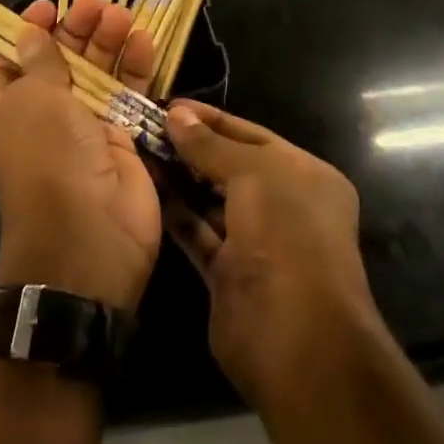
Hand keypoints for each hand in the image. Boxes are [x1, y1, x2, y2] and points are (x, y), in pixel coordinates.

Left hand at [0, 0, 161, 311]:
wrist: (87, 232)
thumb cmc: (45, 154)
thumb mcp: (34, 98)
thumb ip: (41, 58)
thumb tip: (32, 30)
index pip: (9, 61)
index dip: (29, 32)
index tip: (51, 7)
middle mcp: (37, 119)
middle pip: (58, 63)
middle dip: (76, 32)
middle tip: (98, 4)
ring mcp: (80, 129)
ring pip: (95, 75)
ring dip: (108, 44)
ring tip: (122, 15)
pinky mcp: (119, 138)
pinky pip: (125, 95)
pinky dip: (134, 68)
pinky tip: (144, 40)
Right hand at [162, 102, 379, 401]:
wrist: (296, 338)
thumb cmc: (286, 235)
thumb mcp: (254, 174)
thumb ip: (212, 144)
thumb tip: (177, 114)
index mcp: (305, 176)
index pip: (252, 136)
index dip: (212, 119)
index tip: (170, 105)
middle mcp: (284, 206)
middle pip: (231, 167)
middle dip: (192, 147)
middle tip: (145, 126)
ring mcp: (256, 243)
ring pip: (211, 201)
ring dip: (179, 178)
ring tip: (138, 151)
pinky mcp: (228, 274)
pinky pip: (198, 232)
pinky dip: (175, 212)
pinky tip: (145, 188)